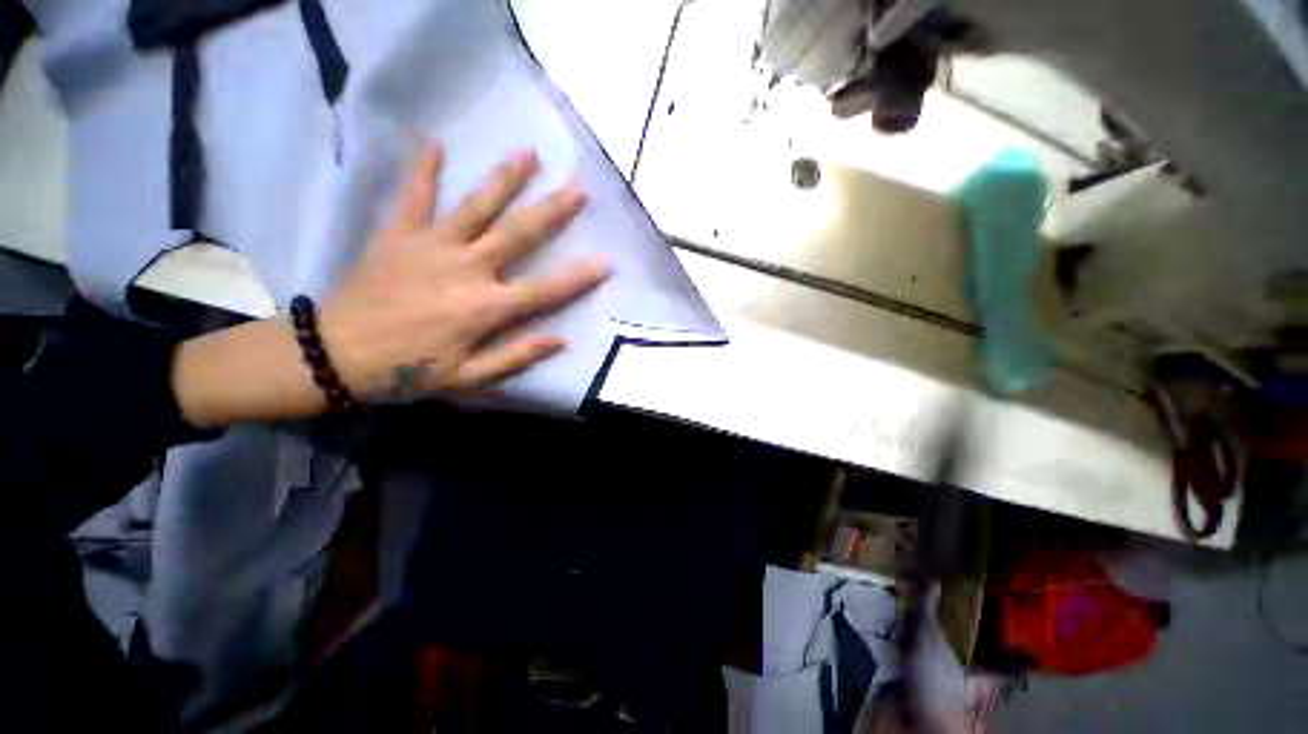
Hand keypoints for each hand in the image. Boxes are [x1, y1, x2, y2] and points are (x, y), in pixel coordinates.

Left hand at [319, 141, 608, 399]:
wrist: (334, 354)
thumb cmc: (407, 372)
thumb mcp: (468, 379)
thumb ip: (516, 358)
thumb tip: (560, 341)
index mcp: (486, 307)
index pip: (546, 290)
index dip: (579, 277)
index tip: (607, 261)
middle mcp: (467, 268)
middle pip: (519, 234)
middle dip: (553, 211)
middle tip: (579, 188)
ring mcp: (432, 246)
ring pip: (477, 206)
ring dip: (505, 179)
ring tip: (528, 154)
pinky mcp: (398, 236)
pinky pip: (413, 197)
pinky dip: (423, 170)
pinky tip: (434, 144)